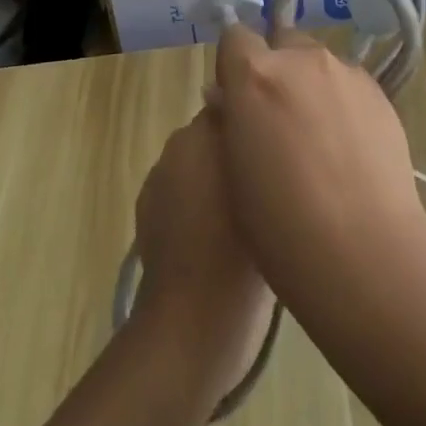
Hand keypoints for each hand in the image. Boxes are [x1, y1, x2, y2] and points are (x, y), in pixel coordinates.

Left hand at [131, 108, 273, 395]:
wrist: (192, 322)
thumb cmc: (239, 248)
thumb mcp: (267, 188)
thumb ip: (258, 144)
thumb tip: (254, 117)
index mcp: (203, 130)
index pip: (235, 102)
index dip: (256, 119)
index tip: (278, 141)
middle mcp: (176, 146)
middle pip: (214, 134)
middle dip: (235, 148)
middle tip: (266, 178)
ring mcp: (157, 182)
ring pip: (196, 165)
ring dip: (214, 178)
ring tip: (244, 211)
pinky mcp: (147, 218)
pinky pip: (179, 195)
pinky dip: (194, 206)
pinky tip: (216, 236)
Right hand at [210, 23, 425, 287]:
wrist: (362, 247)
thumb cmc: (279, 223)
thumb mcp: (232, 169)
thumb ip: (231, 119)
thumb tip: (231, 99)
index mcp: (256, 75)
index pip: (235, 37)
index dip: (232, 64)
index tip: (235, 98)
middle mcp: (301, 60)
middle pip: (281, 44)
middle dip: (275, 70)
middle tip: (277, 121)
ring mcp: (344, 72)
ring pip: (317, 65)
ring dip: (309, 87)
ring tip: (318, 141)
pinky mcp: (378, 91)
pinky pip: (348, 85)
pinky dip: (340, 103)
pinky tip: (347, 149)